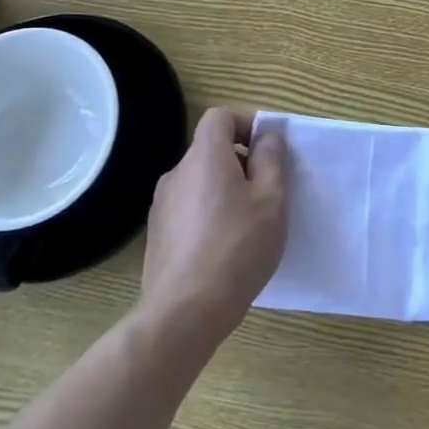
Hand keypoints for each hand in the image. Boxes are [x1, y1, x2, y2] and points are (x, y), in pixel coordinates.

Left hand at [140, 108, 287, 343]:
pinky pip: (189, 208)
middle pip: (211, 150)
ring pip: (200, 181)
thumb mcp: (271, 199)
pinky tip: (225, 248)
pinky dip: (209, 214)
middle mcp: (177, 173)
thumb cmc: (237, 247)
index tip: (269, 151)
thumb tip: (267, 137)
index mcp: (204, 157)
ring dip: (225, 190)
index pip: (220, 117)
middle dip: (241, 162)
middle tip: (267, 192)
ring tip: (249, 224)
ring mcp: (162, 206)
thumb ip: (272, 160)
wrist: (185, 312)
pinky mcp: (157, 235)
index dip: (247, 124)